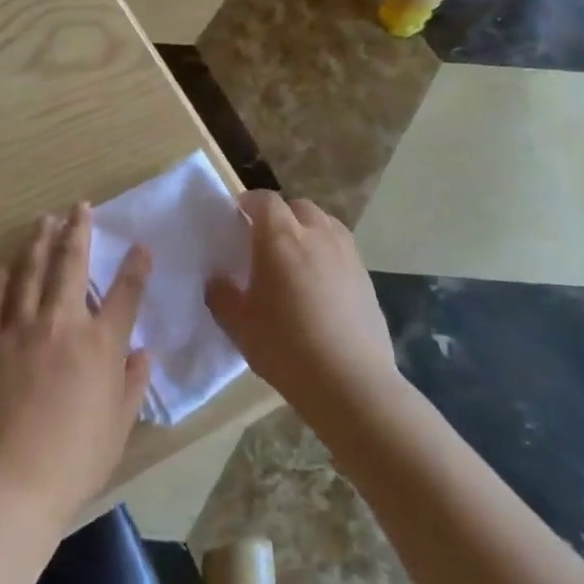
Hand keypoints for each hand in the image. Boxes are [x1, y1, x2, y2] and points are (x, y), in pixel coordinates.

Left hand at [0, 205, 151, 528]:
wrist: (13, 481)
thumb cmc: (76, 459)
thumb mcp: (120, 426)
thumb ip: (133, 383)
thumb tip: (142, 352)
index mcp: (101, 344)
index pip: (125, 294)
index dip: (136, 266)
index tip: (140, 246)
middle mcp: (62, 323)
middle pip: (71, 264)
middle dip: (78, 230)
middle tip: (80, 206)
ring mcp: (21, 328)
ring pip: (31, 271)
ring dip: (39, 241)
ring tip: (44, 220)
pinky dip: (1, 278)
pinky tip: (5, 265)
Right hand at [207, 191, 396, 419]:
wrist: (350, 383)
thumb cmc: (286, 347)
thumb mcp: (238, 325)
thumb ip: (221, 296)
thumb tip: (217, 280)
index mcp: (280, 238)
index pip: (264, 200)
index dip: (249, 203)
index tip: (238, 216)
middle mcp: (316, 235)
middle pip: (298, 207)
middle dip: (280, 215)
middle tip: (266, 240)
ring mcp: (347, 254)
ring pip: (325, 224)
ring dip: (307, 230)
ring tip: (296, 257)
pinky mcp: (366, 276)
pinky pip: (342, 249)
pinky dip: (328, 253)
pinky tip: (320, 284)